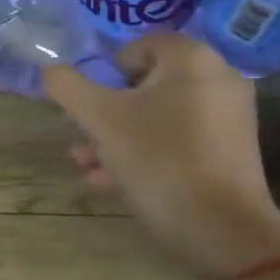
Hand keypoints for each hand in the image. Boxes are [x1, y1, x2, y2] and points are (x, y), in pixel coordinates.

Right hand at [44, 33, 279, 279]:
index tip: (87, 106)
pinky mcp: (230, 153)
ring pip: (159, 117)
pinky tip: (110, 182)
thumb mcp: (101, 121)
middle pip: (146, 85)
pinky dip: (147, 153)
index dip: (105, 74)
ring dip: (119, 137)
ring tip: (85, 164)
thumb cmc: (159, 161)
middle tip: (81, 138)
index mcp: (192, 59)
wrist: (223, 231)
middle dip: (106, 113)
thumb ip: (69, 88)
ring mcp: (228, 118)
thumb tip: (50, 71)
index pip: (136, 48)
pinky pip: (179, 141)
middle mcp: (217, 79)